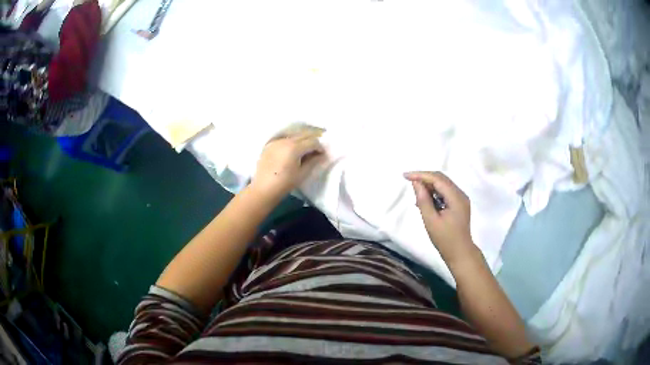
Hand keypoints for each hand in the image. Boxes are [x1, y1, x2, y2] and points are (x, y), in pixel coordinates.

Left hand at [252, 131, 324, 199]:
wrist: (264, 189)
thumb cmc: (285, 183)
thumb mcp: (302, 173)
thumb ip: (313, 162)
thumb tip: (322, 155)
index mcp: (294, 147)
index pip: (312, 141)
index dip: (320, 147)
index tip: (323, 154)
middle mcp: (285, 140)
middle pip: (303, 135)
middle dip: (312, 140)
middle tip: (316, 149)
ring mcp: (276, 141)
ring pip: (293, 135)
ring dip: (302, 139)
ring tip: (305, 148)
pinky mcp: (269, 144)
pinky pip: (283, 138)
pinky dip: (291, 141)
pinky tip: (292, 149)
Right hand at [404, 171, 476, 263]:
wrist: (460, 253)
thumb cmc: (445, 239)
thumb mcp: (431, 221)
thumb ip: (423, 200)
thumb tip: (416, 183)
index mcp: (456, 197)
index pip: (437, 179)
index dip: (421, 175)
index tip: (405, 176)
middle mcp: (460, 194)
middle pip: (441, 179)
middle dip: (424, 179)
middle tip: (409, 184)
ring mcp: (461, 199)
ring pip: (443, 185)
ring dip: (429, 186)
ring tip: (416, 196)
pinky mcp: (459, 204)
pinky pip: (445, 192)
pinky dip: (434, 193)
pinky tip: (426, 201)